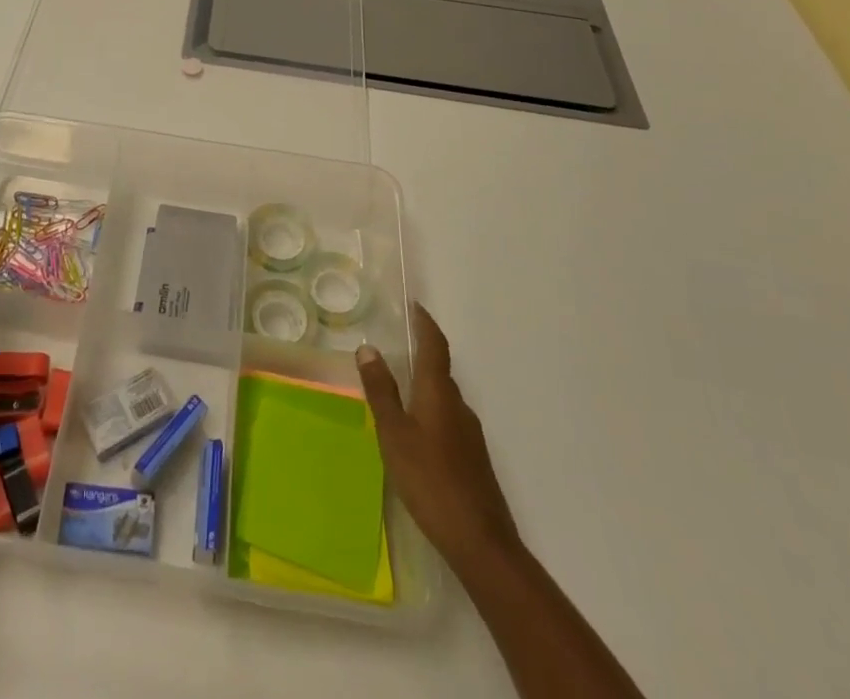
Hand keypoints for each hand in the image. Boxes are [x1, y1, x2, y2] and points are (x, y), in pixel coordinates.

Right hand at [357, 302, 520, 578]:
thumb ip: (381, 391)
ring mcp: (470, 434)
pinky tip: (416, 432)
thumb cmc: (430, 480)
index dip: (425, 323)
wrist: (481, 542)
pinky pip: (448, 420)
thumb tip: (368, 347)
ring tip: (399, 387)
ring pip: (444, 398)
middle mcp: (458, 406)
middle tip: (396, 345)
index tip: (414, 305)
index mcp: (439, 393)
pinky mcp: (473, 459)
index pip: (435, 346)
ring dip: (425, 385)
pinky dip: (431, 411)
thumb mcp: (394, 434)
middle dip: (422, 354)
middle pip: (440, 370)